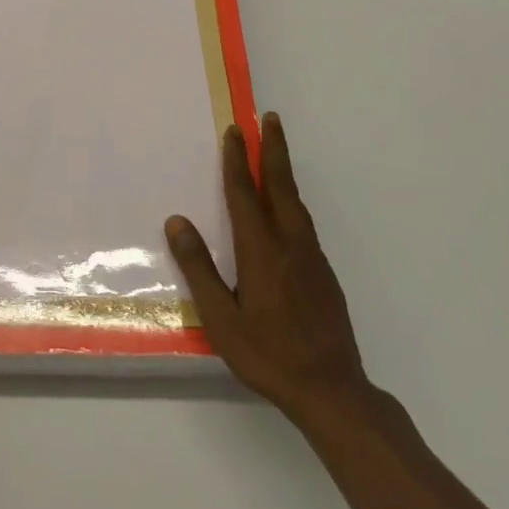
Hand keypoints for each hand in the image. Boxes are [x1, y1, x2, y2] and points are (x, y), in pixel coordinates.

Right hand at [166, 113, 370, 425]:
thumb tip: (177, 222)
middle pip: (281, 186)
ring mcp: (312, 258)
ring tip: (276, 152)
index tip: (235, 131)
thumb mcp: (221, 318)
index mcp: (261, 251)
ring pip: (296, 203)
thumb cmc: (268, 354)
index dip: (238, 161)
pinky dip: (292, 200)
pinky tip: (286, 209)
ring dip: (284, 171)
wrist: (332, 390)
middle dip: (274, 149)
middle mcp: (290, 244)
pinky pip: (304, 222)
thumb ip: (199, 268)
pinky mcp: (324, 274)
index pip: (245, 194)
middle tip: (269, 118)